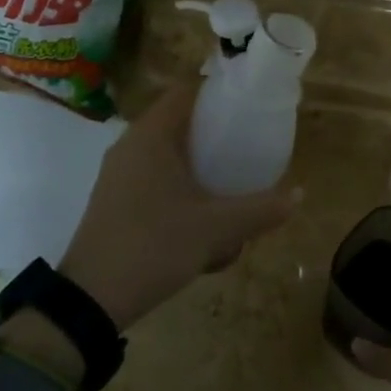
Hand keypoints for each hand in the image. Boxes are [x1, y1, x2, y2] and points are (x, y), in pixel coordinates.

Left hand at [56, 83, 299, 330]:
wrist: (91, 299)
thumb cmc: (155, 246)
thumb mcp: (216, 228)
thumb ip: (260, 209)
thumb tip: (299, 196)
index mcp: (151, 135)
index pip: (186, 91)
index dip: (218, 93)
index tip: (249, 108)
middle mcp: (131, 145)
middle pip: (180, 125)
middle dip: (215, 140)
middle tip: (248, 153)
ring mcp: (119, 175)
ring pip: (169, 159)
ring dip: (199, 173)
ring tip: (230, 196)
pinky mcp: (114, 202)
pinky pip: (155, 182)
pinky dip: (180, 194)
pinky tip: (202, 225)